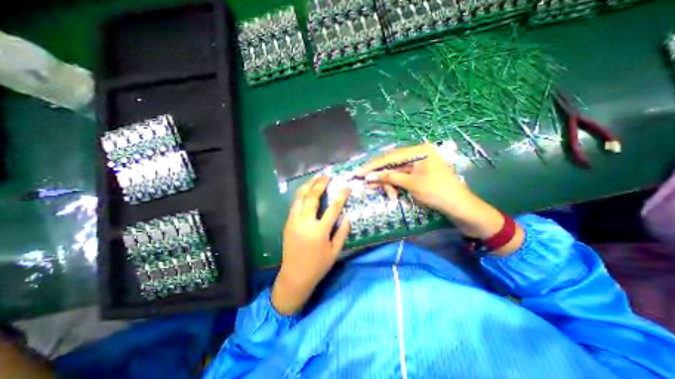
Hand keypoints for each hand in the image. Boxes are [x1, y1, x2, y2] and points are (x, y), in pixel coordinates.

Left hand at [270, 177, 350, 314]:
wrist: (294, 276)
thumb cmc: (318, 266)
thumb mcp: (335, 252)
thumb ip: (342, 233)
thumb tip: (348, 217)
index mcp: (319, 231)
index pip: (333, 208)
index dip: (341, 196)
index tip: (346, 187)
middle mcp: (305, 223)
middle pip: (312, 197)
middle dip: (320, 184)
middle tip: (327, 176)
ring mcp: (294, 221)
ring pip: (300, 197)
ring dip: (308, 185)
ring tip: (316, 177)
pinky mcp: (288, 223)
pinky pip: (294, 204)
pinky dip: (301, 194)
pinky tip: (306, 190)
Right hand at [356, 142, 470, 216]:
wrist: (460, 208)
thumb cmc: (438, 193)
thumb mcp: (411, 184)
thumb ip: (389, 177)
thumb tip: (368, 176)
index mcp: (419, 151)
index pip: (390, 156)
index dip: (372, 165)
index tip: (358, 172)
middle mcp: (417, 154)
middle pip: (391, 163)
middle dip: (379, 175)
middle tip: (366, 184)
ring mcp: (418, 164)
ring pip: (395, 172)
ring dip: (388, 183)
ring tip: (387, 195)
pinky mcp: (418, 174)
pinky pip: (401, 177)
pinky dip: (395, 185)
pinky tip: (392, 194)